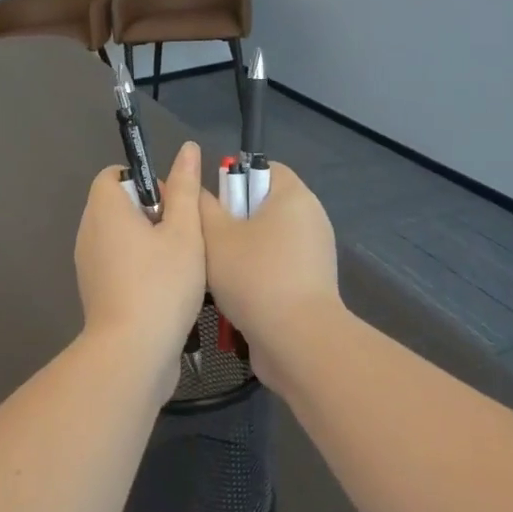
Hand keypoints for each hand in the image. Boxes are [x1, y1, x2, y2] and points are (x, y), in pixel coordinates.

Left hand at [74, 141, 206, 372]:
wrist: (133, 354)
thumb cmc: (161, 284)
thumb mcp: (184, 231)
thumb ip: (185, 188)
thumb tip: (187, 148)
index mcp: (105, 209)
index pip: (114, 174)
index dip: (145, 180)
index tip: (172, 202)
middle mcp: (89, 231)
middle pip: (120, 205)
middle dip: (153, 213)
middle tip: (183, 234)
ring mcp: (89, 264)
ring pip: (122, 237)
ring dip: (150, 242)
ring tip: (181, 263)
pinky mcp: (96, 292)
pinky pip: (118, 264)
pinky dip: (140, 267)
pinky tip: (168, 288)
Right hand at [198, 163, 341, 382]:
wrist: (298, 342)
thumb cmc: (255, 276)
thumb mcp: (215, 235)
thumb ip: (202, 206)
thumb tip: (198, 192)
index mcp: (293, 196)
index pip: (262, 168)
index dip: (233, 180)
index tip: (212, 205)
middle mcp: (310, 218)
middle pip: (263, 205)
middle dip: (232, 221)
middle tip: (206, 240)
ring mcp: (314, 254)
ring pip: (266, 240)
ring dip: (240, 252)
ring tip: (214, 271)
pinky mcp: (312, 285)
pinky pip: (277, 267)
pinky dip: (256, 275)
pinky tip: (233, 295)